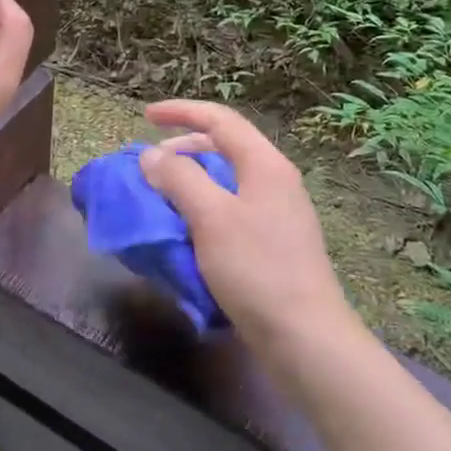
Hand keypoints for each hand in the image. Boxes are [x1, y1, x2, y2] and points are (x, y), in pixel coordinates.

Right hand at [139, 100, 353, 355]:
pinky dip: (203, 206)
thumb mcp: (211, 217)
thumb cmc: (256, 269)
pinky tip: (186, 227)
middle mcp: (275, 180)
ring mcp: (277, 212)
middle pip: (225, 145)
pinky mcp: (273, 242)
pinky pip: (231, 207)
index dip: (181, 112)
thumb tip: (151, 156)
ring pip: (227, 178)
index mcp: (264, 164)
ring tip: (162, 194)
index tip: (145, 116)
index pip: (220, 119)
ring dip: (191, 179)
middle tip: (150, 162)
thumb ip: (179, 179)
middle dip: (183, 146)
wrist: (305, 338)